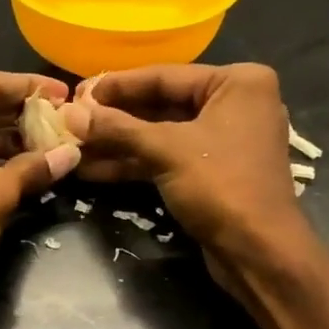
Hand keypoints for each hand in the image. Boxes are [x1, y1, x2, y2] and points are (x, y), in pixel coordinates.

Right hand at [64, 63, 315, 281]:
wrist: (258, 252)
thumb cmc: (222, 186)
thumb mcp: (167, 151)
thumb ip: (118, 129)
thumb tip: (70, 113)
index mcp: (237, 83)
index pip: (165, 76)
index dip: (117, 86)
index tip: (78, 91)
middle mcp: (233, 105)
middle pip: (161, 105)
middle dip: (114, 119)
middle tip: (71, 120)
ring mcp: (222, 142)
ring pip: (160, 137)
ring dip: (118, 145)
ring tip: (73, 148)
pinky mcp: (210, 175)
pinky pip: (166, 160)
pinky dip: (133, 164)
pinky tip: (93, 170)